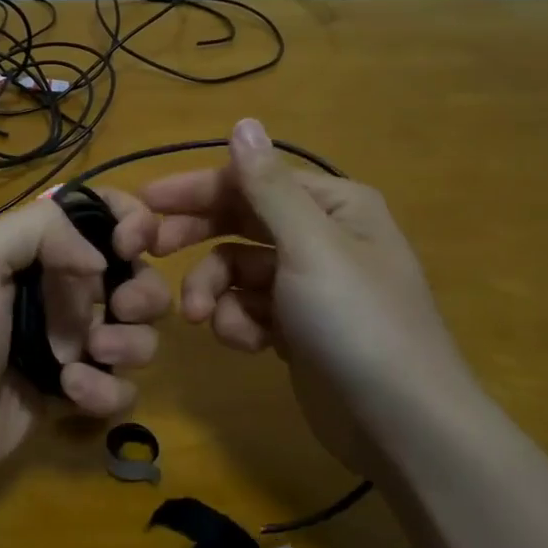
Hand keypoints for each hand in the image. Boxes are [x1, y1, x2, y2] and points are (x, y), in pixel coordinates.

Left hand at [0, 190, 170, 489]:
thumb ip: (40, 231)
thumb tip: (103, 257)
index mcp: (38, 251)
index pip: (101, 217)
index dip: (132, 222)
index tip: (134, 245)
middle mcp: (60, 292)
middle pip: (134, 277)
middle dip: (142, 291)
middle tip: (120, 309)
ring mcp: (69, 345)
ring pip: (137, 334)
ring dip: (129, 343)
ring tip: (90, 354)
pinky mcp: (73, 395)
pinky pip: (119, 388)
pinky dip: (106, 391)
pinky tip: (68, 394)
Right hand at [140, 118, 480, 467]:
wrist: (401, 425)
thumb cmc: (356, 322)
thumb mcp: (309, 246)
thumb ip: (267, 186)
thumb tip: (242, 122)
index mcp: (332, 206)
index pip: (250, 181)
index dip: (196, 189)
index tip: (145, 201)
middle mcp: (320, 237)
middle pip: (239, 222)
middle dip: (197, 239)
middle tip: (148, 249)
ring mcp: (308, 286)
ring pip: (237, 271)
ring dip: (215, 292)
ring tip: (204, 320)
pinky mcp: (298, 329)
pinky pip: (251, 309)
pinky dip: (240, 323)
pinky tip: (247, 345)